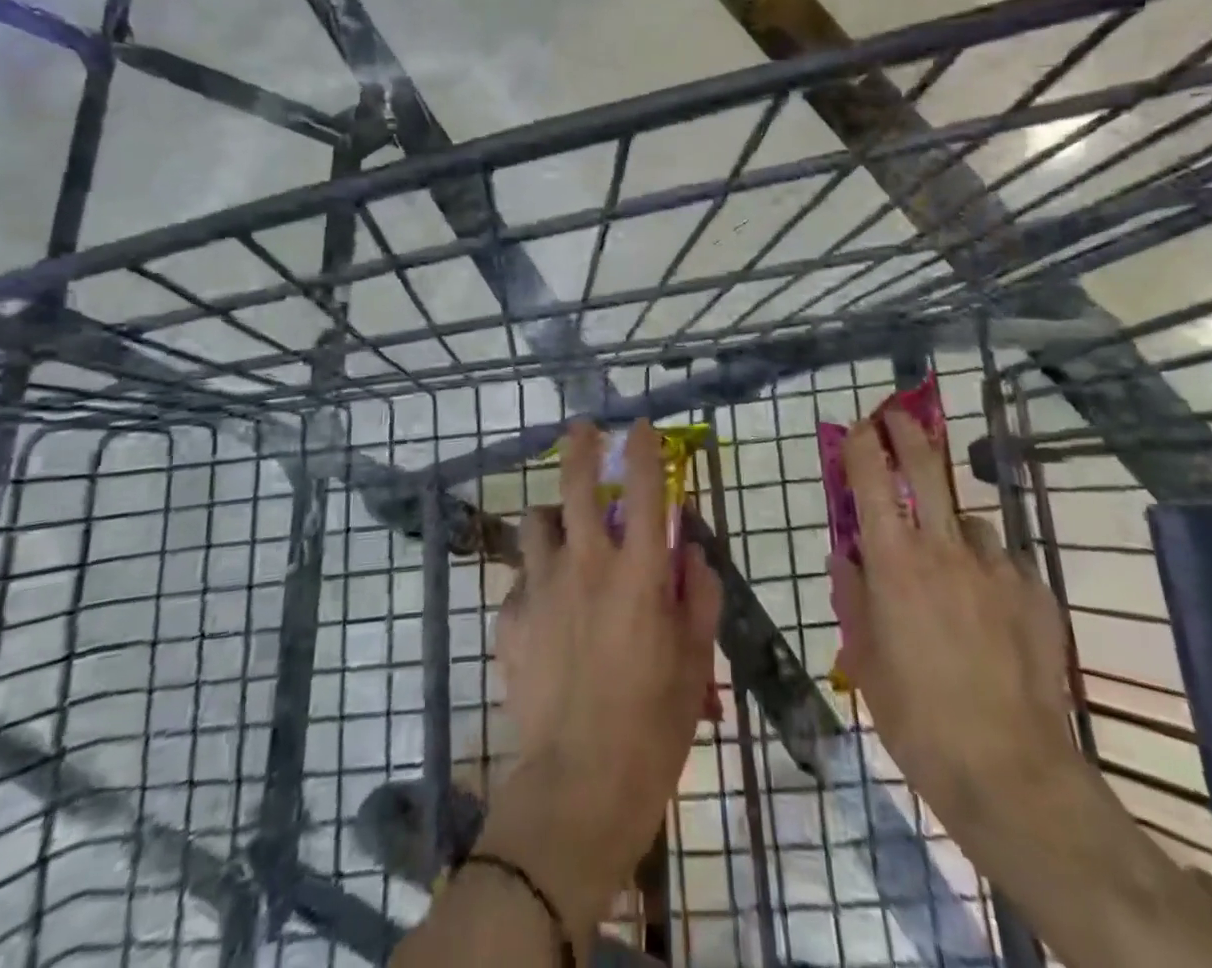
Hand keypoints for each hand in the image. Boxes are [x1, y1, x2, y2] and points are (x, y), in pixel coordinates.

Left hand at [483, 419, 721, 936]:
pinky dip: (538, 577)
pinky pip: (523, 578)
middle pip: (576, 484)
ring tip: (565, 531)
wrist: (576, 786)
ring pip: (538, 522)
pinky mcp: (511, 617)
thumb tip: (692, 551)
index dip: (642, 448)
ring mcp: (542, 587)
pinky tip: (548, 606)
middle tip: (582, 429)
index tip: (639, 425)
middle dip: (579, 446)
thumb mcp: (695, 660)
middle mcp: (587, 564)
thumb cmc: (653, 726)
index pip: (643, 488)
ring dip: (554, 516)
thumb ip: (700, 594)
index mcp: (639, 572)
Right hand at [828, 410, 1079, 844]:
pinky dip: (991, 574)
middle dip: (907, 433)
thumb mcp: (865, 659)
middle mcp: (944, 549)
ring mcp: (997, 569)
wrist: (1010, 772)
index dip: (862, 443)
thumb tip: (845, 560)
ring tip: (953, 568)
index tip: (857, 425)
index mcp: (894, 561)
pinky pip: (1006, 566)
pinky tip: (992, 613)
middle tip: (897, 416)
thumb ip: (854, 598)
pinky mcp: (1037, 594)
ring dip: (955, 529)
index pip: (871, 478)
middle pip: (926, 468)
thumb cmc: (916, 716)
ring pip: (971, 523)